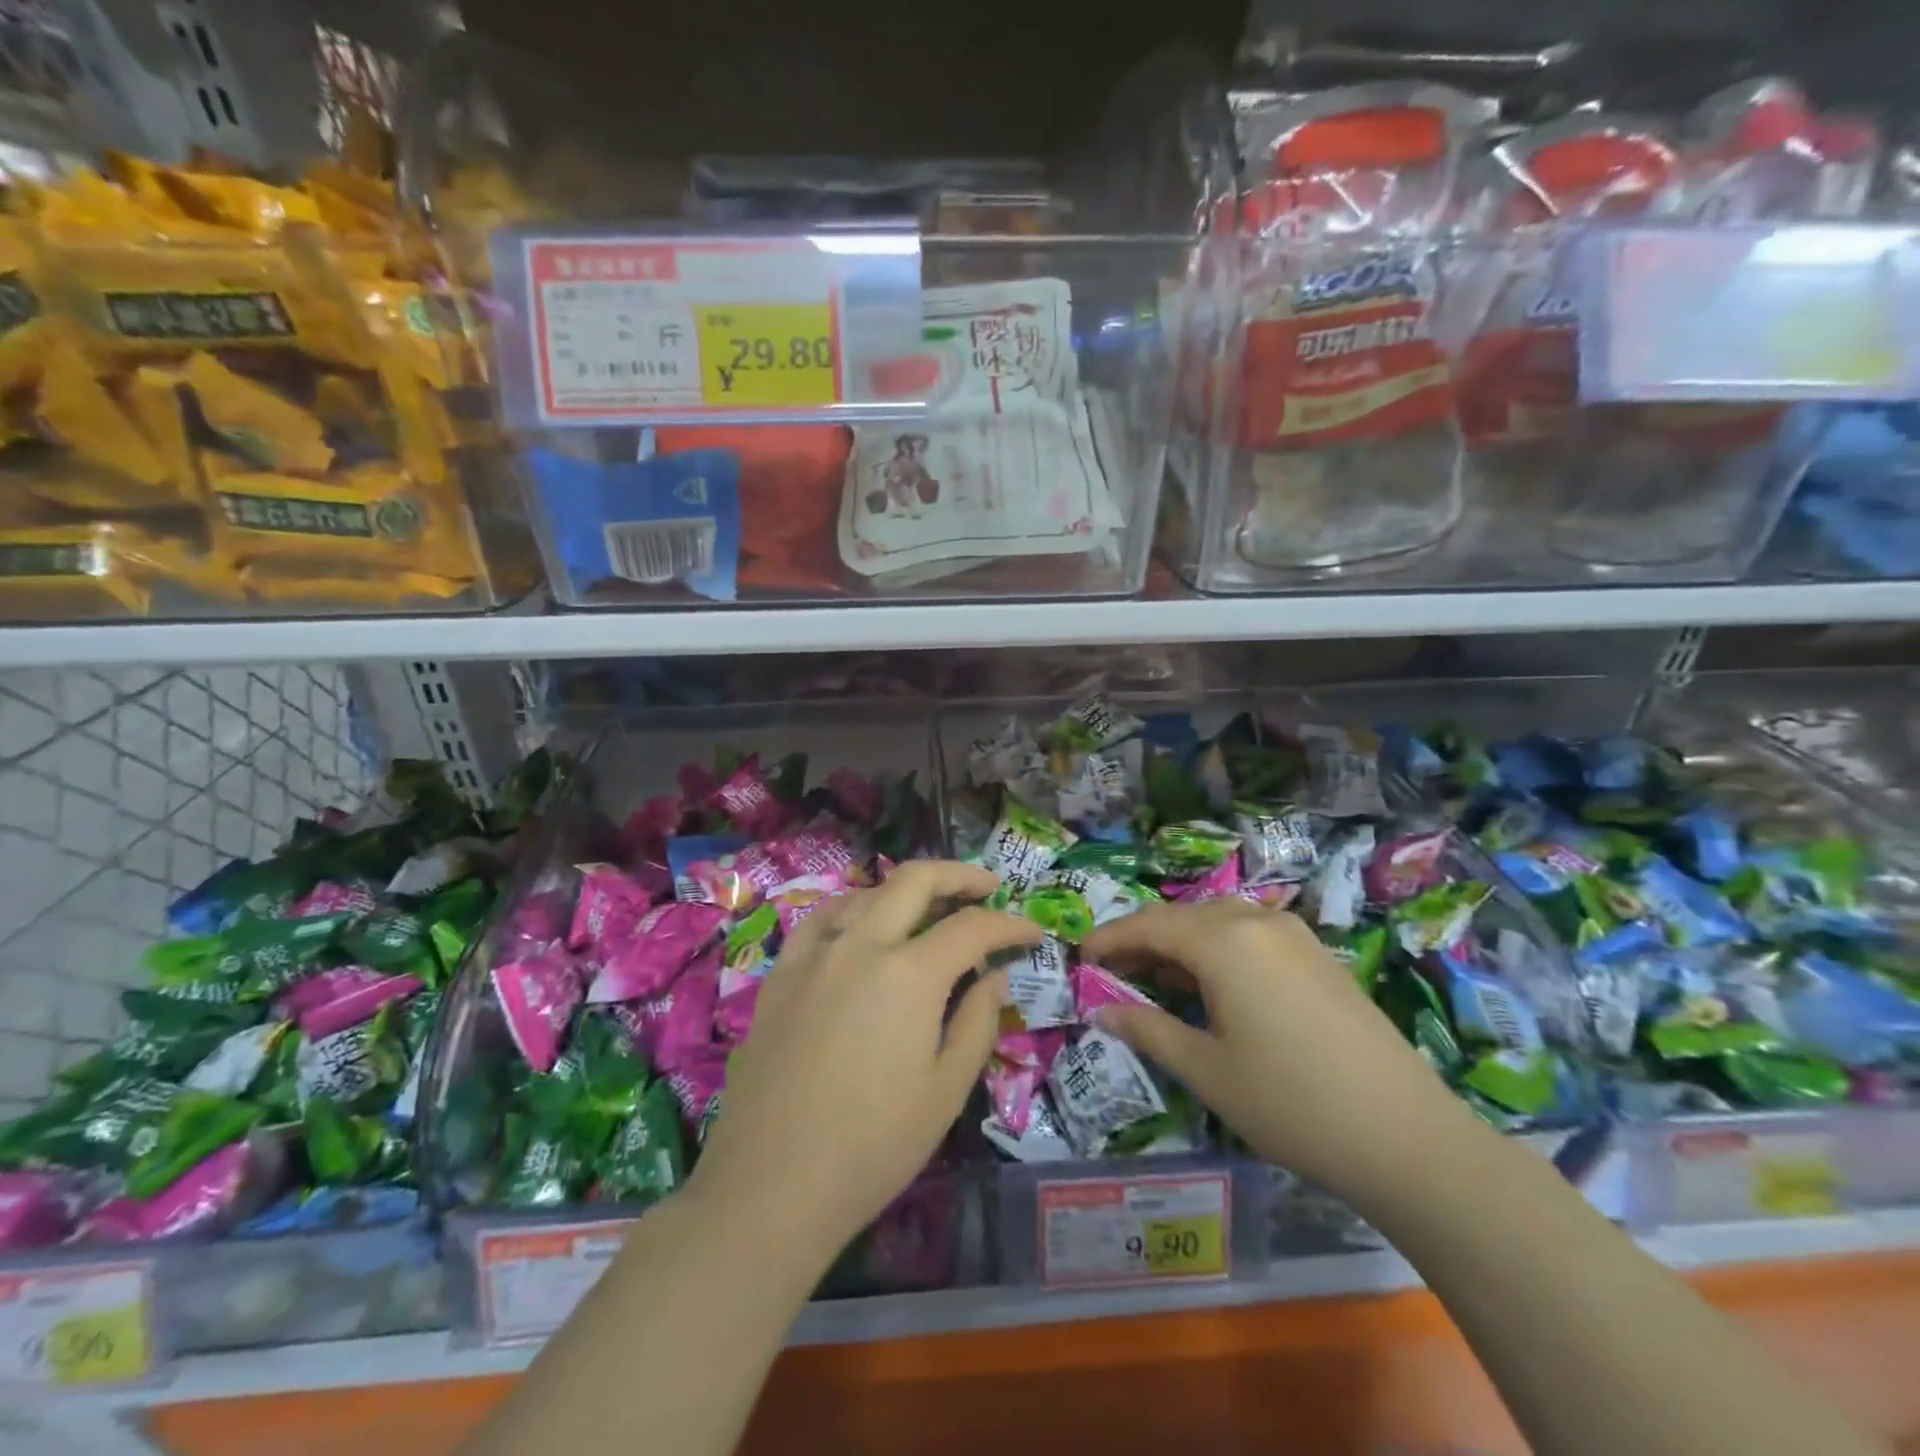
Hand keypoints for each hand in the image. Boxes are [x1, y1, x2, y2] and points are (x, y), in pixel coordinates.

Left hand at [689, 860, 1041, 1261]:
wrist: (770, 1186)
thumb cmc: (873, 1146)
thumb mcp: (946, 1091)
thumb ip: (977, 1021)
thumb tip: (994, 975)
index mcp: (910, 974)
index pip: (973, 927)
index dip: (1010, 924)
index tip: (1032, 931)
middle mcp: (861, 945)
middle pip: (915, 880)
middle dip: (960, 876)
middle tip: (988, 888)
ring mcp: (815, 954)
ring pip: (868, 893)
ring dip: (907, 891)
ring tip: (931, 909)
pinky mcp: (781, 973)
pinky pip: (822, 919)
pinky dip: (854, 909)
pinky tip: (861, 926)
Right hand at [1084, 901, 1472, 1203]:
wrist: (1407, 1138)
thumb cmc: (1290, 1103)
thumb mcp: (1206, 1069)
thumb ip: (1148, 1029)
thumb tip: (1101, 1009)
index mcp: (1225, 940)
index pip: (1150, 924)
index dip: (1110, 938)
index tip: (1081, 957)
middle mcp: (1258, 921)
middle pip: (1184, 917)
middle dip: (1144, 940)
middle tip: (1113, 972)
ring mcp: (1295, 935)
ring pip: (1219, 922)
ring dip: (1182, 944)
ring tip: (1157, 979)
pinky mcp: (1319, 956)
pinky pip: (1251, 935)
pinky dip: (1218, 950)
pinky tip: (1213, 986)